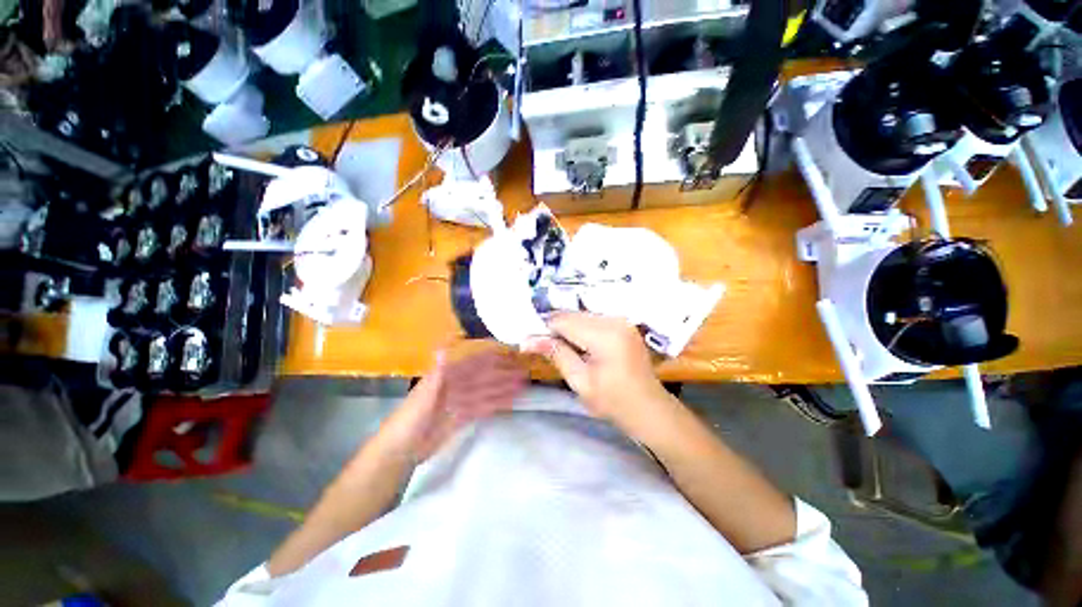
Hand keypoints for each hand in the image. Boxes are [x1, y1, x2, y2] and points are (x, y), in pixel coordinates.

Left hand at [379, 350, 527, 462]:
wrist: (400, 451)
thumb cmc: (408, 420)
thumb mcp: (422, 397)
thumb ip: (437, 376)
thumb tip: (445, 351)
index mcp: (445, 377)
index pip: (471, 363)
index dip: (489, 357)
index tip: (508, 352)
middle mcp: (455, 386)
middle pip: (482, 377)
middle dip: (501, 373)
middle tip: (522, 371)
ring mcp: (459, 402)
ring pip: (485, 391)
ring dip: (502, 388)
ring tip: (521, 385)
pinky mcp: (461, 418)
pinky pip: (483, 407)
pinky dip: (496, 403)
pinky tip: (509, 401)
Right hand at [522, 313, 678, 438]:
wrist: (648, 408)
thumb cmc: (613, 401)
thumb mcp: (580, 381)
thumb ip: (556, 354)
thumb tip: (527, 340)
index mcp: (605, 335)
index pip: (564, 320)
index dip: (545, 329)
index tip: (532, 342)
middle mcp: (614, 320)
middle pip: (573, 315)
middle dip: (556, 328)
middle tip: (544, 346)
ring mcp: (621, 320)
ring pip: (582, 315)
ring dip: (568, 328)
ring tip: (563, 348)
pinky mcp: (624, 324)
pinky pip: (594, 319)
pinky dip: (581, 328)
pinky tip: (579, 345)